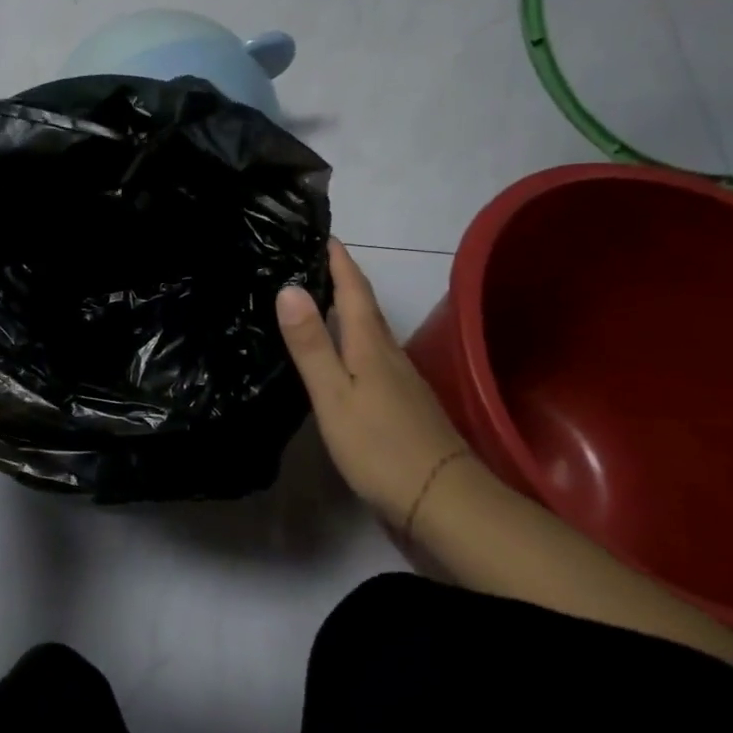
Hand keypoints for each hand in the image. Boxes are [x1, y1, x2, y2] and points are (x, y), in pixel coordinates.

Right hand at [276, 238, 469, 526]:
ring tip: (315, 300)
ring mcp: (399, 380)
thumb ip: (311, 344)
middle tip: (307, 260)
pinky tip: (339, 355)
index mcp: (370, 344)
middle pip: (364, 306)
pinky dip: (352, 341)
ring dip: (346, 309)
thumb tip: (289, 287)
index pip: (354, 288)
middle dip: (340, 278)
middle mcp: (388, 354)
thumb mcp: (334, 395)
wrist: (442, 500)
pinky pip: (371, 356)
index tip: (321, 233)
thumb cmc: (380, 446)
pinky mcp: (401, 404)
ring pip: (368, 331)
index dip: (338, 259)